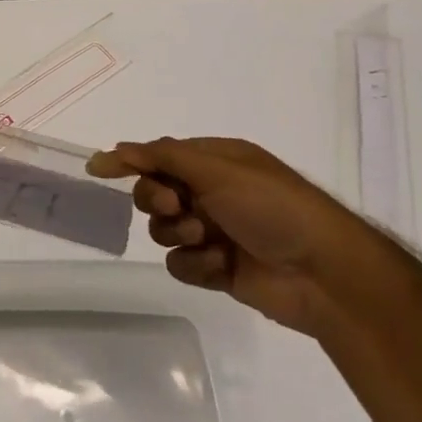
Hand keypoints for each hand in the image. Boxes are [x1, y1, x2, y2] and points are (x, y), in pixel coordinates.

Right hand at [87, 137, 378, 336]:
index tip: (97, 170)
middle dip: (158, 200)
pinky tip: (218, 266)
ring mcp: (214, 232)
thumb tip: (116, 148)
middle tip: (177, 206)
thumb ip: (162, 156)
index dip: (130, 162)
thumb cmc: (272, 206)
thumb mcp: (217, 169)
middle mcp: (211, 193)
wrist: (324, 273)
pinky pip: (180, 263)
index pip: (159, 156)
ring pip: (163, 229)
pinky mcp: (216, 269)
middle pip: (154, 192)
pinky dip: (195, 264)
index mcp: (215, 161)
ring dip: (179, 233)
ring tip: (208, 239)